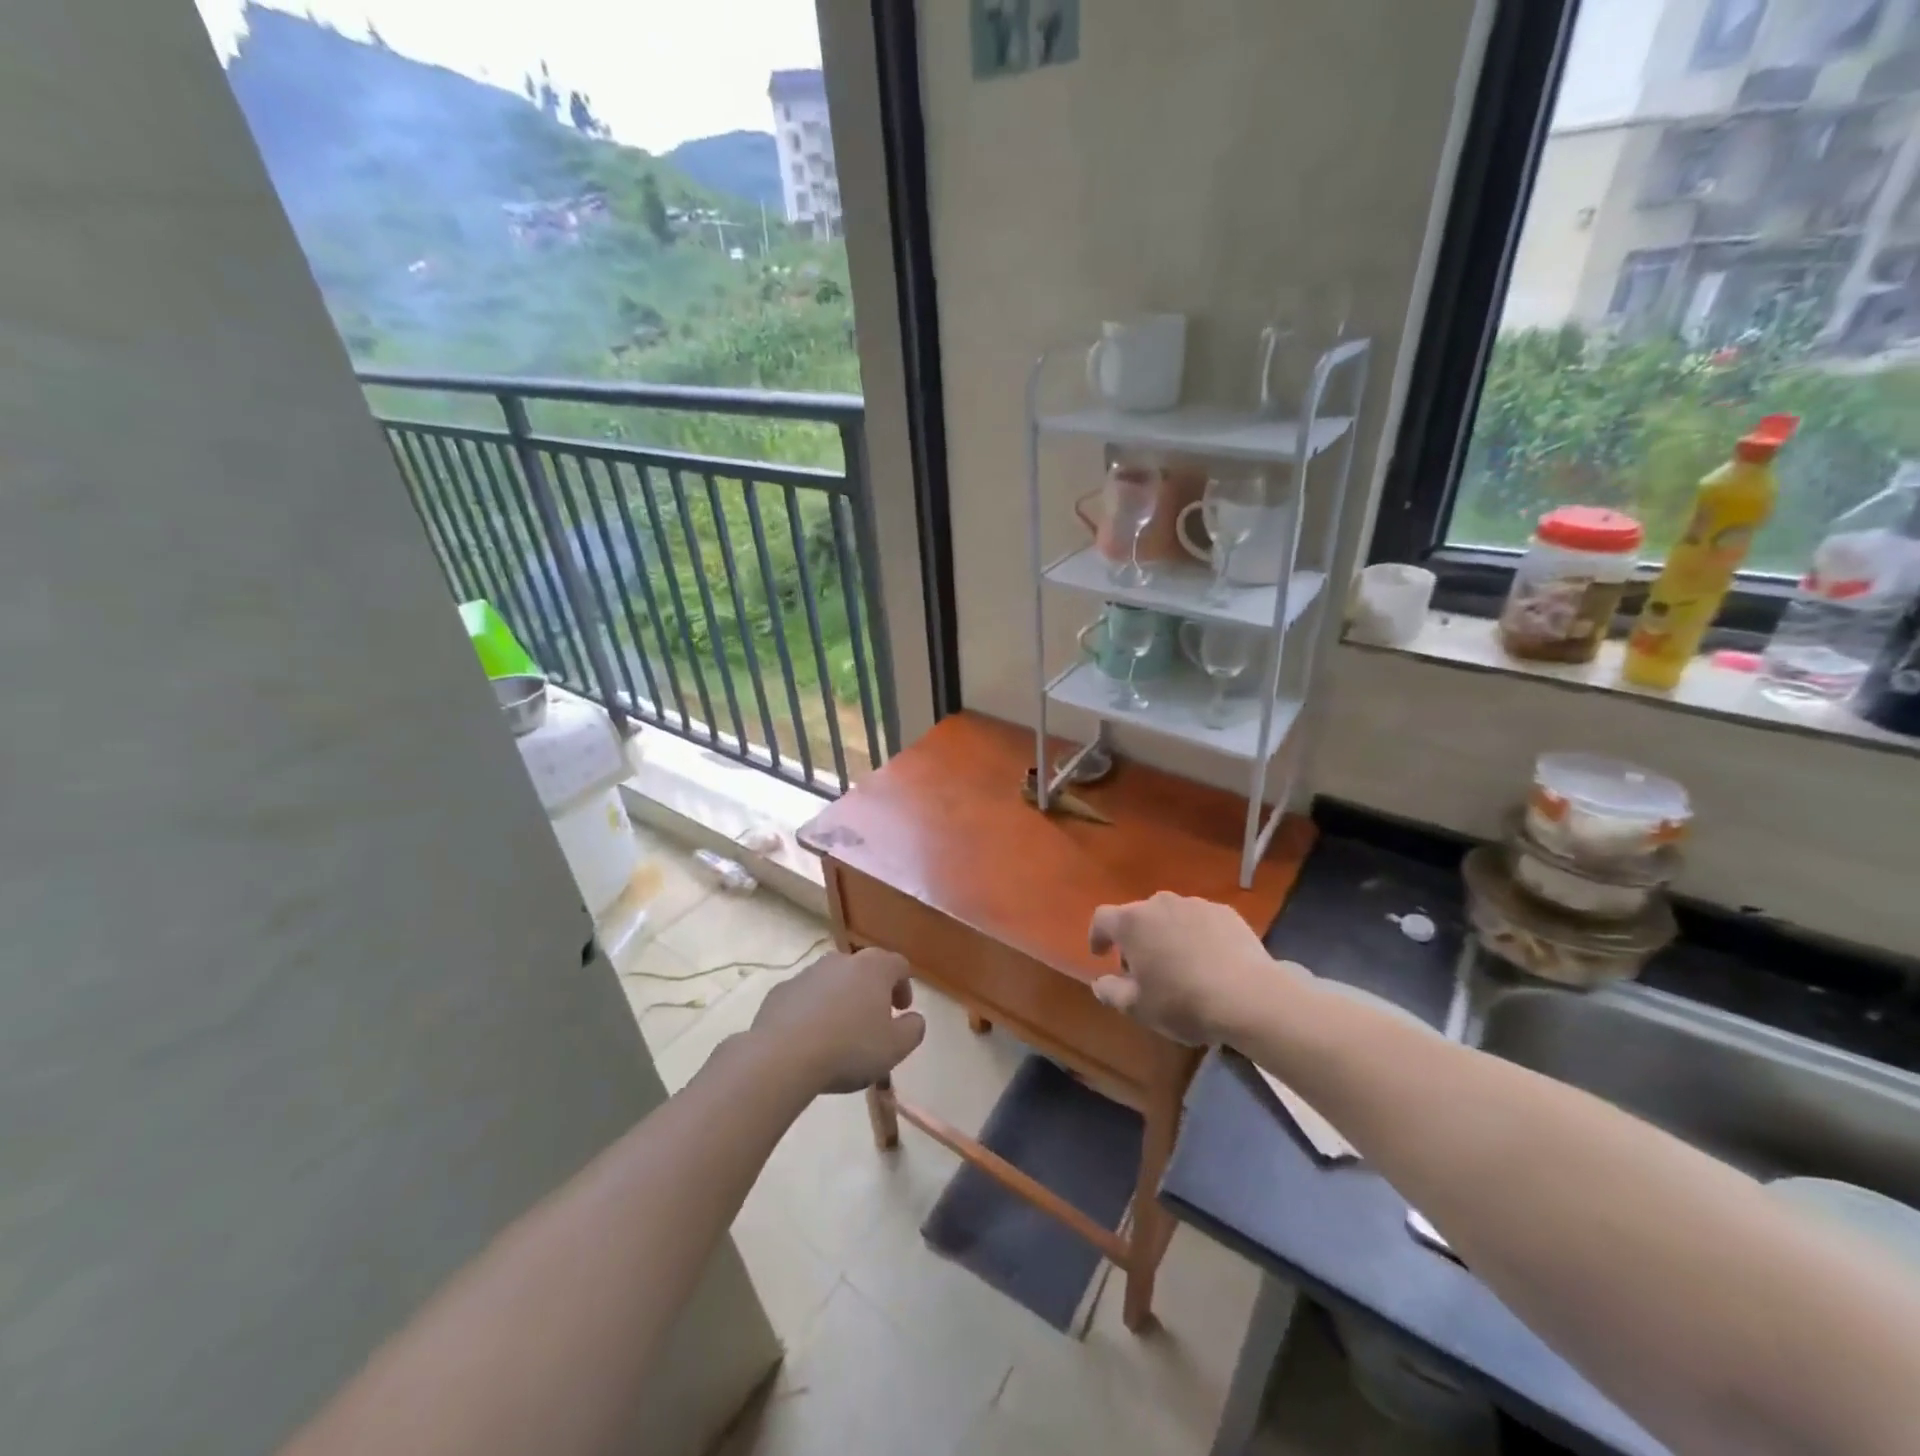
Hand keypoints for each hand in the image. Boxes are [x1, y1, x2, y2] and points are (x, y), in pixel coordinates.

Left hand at [749, 948, 925, 1094]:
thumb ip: (913, 1029)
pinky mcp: (781, 991)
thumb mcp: (895, 1048)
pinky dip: (813, 1011)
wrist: (782, 1056)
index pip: (898, 965)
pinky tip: (810, 1038)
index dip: (905, 986)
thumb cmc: (849, 1048)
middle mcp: (841, 961)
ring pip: (833, 981)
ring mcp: (808, 973)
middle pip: (864, 969)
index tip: (902, 1010)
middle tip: (874, 1021)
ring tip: (840, 1033)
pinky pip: (805, 997)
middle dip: (872, 991)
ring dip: (841, 999)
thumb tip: (913, 1019)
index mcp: (873, 968)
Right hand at [1088, 892, 1302, 1045]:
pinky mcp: (1225, 912)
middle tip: (1144, 970)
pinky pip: (1200, 921)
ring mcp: (1195, 904)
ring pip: (1170, 916)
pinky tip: (1209, 961)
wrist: (1250, 997)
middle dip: (1135, 939)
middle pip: (1137, 916)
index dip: (1097, 935)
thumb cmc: (1183, 1002)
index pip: (1102, 918)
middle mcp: (1160, 903)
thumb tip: (1100, 982)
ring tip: (1179, 965)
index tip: (1100, 955)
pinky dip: (1197, 935)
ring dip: (1167, 935)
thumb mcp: (1138, 1008)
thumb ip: (1110, 992)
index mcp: (1132, 922)